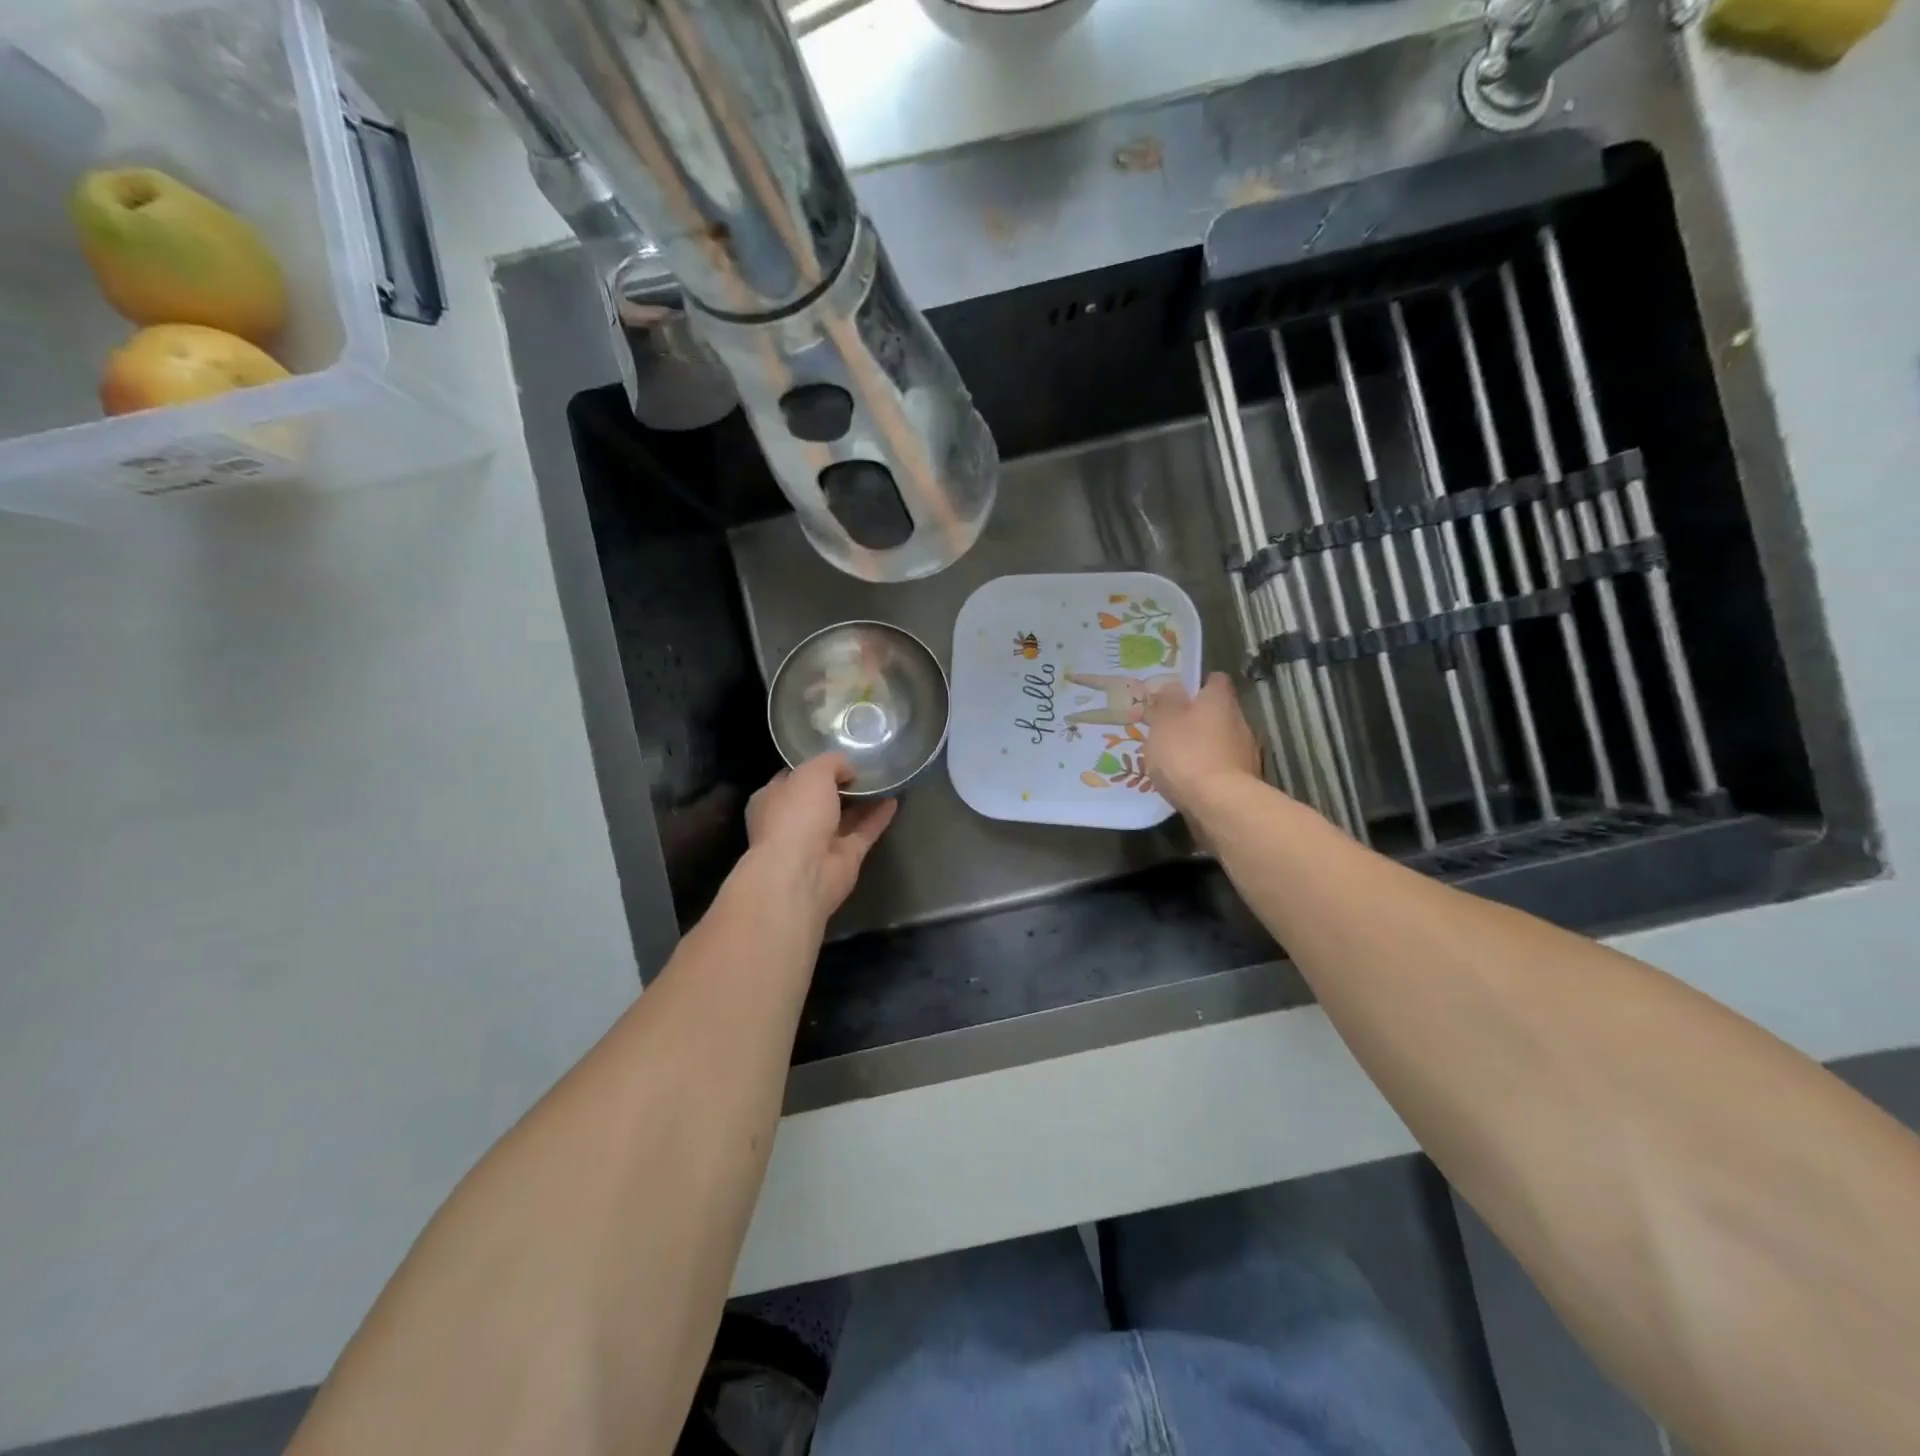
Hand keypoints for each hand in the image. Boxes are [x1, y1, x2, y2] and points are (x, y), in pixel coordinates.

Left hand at [745, 754, 897, 923]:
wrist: (802, 873)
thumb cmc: (796, 815)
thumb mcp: (812, 772)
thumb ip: (832, 763)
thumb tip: (849, 769)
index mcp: (773, 799)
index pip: (794, 777)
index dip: (816, 765)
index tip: (840, 753)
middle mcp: (794, 821)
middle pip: (821, 798)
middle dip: (841, 783)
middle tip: (867, 764)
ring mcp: (819, 842)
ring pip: (844, 816)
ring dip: (863, 799)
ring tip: (885, 779)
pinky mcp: (844, 858)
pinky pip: (863, 832)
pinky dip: (878, 817)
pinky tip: (894, 800)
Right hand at [1144, 672, 1261, 817]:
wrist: (1220, 805)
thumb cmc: (1187, 754)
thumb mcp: (1164, 722)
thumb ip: (1167, 702)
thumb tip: (1173, 685)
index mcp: (1220, 700)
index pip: (1215, 680)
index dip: (1198, 684)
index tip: (1179, 694)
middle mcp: (1240, 720)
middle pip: (1219, 712)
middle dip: (1198, 719)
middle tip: (1172, 730)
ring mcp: (1247, 752)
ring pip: (1222, 741)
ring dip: (1204, 746)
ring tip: (1178, 761)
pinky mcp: (1246, 780)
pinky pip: (1224, 767)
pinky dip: (1210, 771)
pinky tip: (1191, 783)